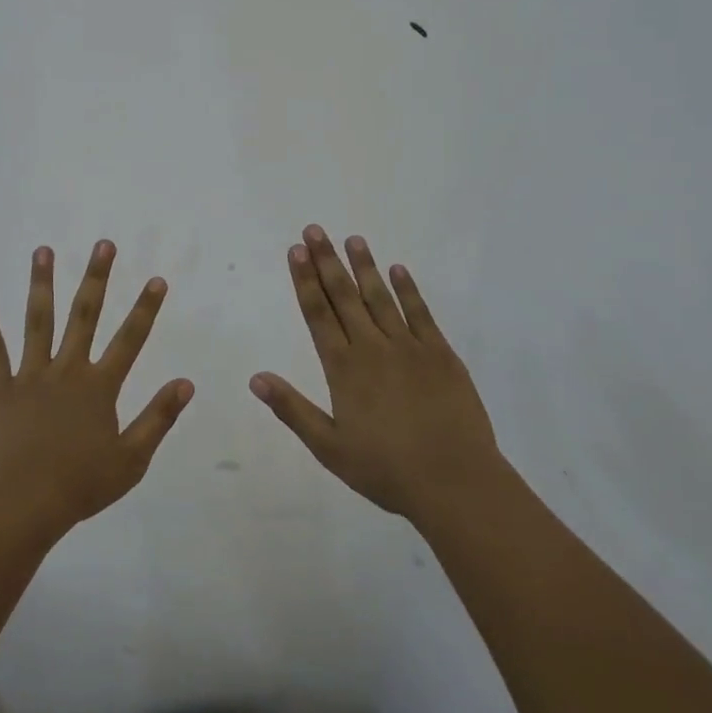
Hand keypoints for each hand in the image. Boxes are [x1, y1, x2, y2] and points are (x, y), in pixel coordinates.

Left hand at [0, 239, 193, 541]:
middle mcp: (67, 370)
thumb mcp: (132, 459)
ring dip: (42, 284)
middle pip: (85, 315)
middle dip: (97, 278)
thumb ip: (158, 417)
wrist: (23, 505)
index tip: (156, 279)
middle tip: (103, 244)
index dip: (145, 309)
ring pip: (38, 320)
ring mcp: (31, 375)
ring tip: (44, 250)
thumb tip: (186, 382)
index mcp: (99, 387)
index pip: (130, 339)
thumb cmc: (80, 485)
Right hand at [251, 225, 499, 525]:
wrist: (455, 482)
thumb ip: (292, 409)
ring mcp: (409, 348)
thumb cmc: (386, 470)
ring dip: (364, 267)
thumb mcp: (329, 447)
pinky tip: (398, 270)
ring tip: (352, 239)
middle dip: (327, 262)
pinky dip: (408, 290)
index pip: (318, 314)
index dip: (305, 281)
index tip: (296, 251)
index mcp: (344, 369)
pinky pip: (420, 314)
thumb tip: (256, 378)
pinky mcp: (441, 355)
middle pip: (345, 296)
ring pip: (380, 298)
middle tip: (315, 230)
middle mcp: (373, 348)